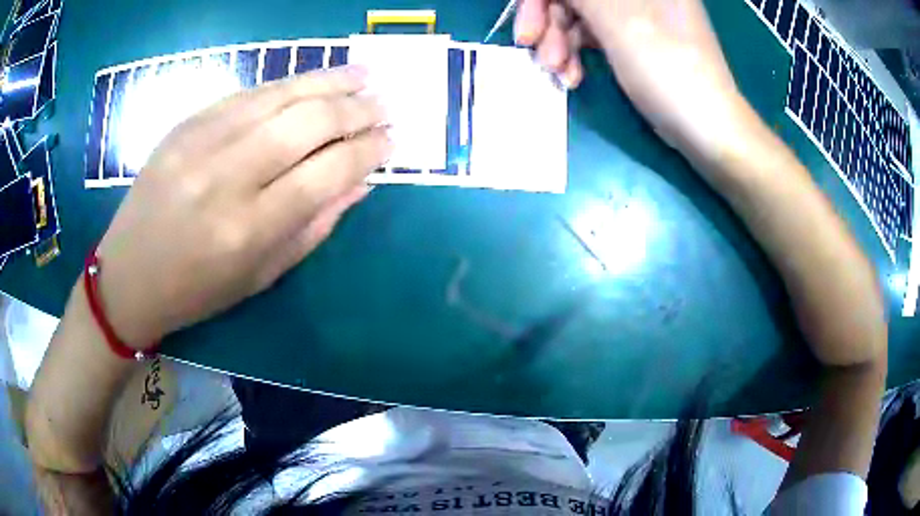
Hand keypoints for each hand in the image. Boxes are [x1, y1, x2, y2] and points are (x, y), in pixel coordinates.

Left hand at [94, 66, 389, 347]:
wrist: (128, 274)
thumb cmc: (196, 290)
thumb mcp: (261, 277)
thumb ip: (314, 226)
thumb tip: (360, 182)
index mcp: (248, 229)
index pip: (326, 173)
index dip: (367, 151)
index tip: (390, 141)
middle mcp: (225, 178)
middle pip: (307, 123)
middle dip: (356, 110)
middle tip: (384, 104)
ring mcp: (200, 142)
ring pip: (280, 95)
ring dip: (329, 81)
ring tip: (363, 75)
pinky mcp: (184, 124)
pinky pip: (246, 93)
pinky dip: (286, 84)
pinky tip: (311, 80)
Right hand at [516, 0, 750, 162]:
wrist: (705, 126)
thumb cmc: (665, 64)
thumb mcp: (613, 16)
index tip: (526, 29)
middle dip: (549, 22)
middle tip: (536, 54)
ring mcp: (637, 12)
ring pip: (580, 14)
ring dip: (560, 43)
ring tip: (558, 73)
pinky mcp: (634, 38)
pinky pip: (594, 34)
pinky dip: (577, 53)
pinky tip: (573, 77)